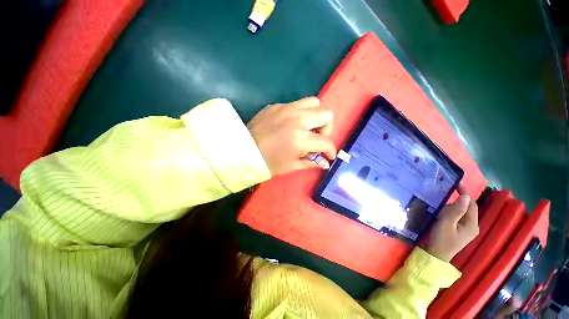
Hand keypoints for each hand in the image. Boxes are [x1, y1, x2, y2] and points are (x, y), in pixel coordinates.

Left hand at [247, 97, 335, 175]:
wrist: (243, 151)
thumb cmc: (268, 162)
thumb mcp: (292, 166)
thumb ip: (311, 162)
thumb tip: (326, 163)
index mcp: (301, 139)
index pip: (326, 142)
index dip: (331, 150)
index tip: (328, 155)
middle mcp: (297, 119)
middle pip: (326, 114)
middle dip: (327, 127)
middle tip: (317, 137)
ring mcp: (286, 109)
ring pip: (313, 102)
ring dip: (315, 115)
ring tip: (307, 127)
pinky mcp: (276, 106)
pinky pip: (296, 104)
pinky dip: (299, 113)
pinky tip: (290, 124)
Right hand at [425, 185, 478, 261]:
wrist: (436, 255)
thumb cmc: (441, 239)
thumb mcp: (446, 223)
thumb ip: (456, 210)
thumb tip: (465, 196)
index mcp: (472, 224)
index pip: (472, 204)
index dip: (465, 193)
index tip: (455, 183)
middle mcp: (472, 226)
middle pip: (467, 208)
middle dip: (457, 201)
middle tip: (444, 197)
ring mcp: (467, 230)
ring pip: (462, 213)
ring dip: (453, 208)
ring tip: (441, 206)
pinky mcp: (460, 232)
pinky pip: (458, 218)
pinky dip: (451, 213)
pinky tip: (442, 214)